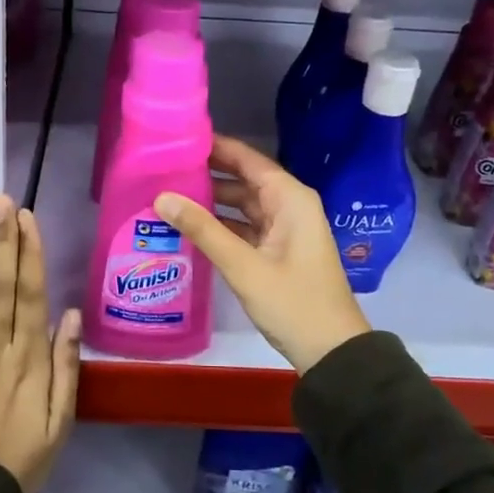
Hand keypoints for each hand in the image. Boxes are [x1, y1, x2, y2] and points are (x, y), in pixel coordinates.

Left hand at [0, 195, 81, 492]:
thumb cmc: (24, 458)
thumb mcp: (63, 419)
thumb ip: (67, 365)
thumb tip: (70, 314)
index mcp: (31, 358)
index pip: (31, 293)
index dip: (30, 253)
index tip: (27, 219)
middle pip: (0, 283)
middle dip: (2, 239)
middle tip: (2, 199)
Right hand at [153, 137, 370, 375]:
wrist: (332, 353)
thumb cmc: (293, 303)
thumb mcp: (244, 266)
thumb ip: (203, 229)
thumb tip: (161, 196)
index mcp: (290, 198)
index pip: (248, 159)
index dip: (216, 147)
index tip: (178, 139)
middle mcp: (290, 205)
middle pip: (244, 178)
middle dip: (208, 173)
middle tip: (164, 166)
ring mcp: (285, 229)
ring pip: (243, 204)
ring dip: (212, 200)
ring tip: (169, 192)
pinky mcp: (278, 250)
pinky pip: (246, 226)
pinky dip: (222, 224)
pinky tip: (191, 226)